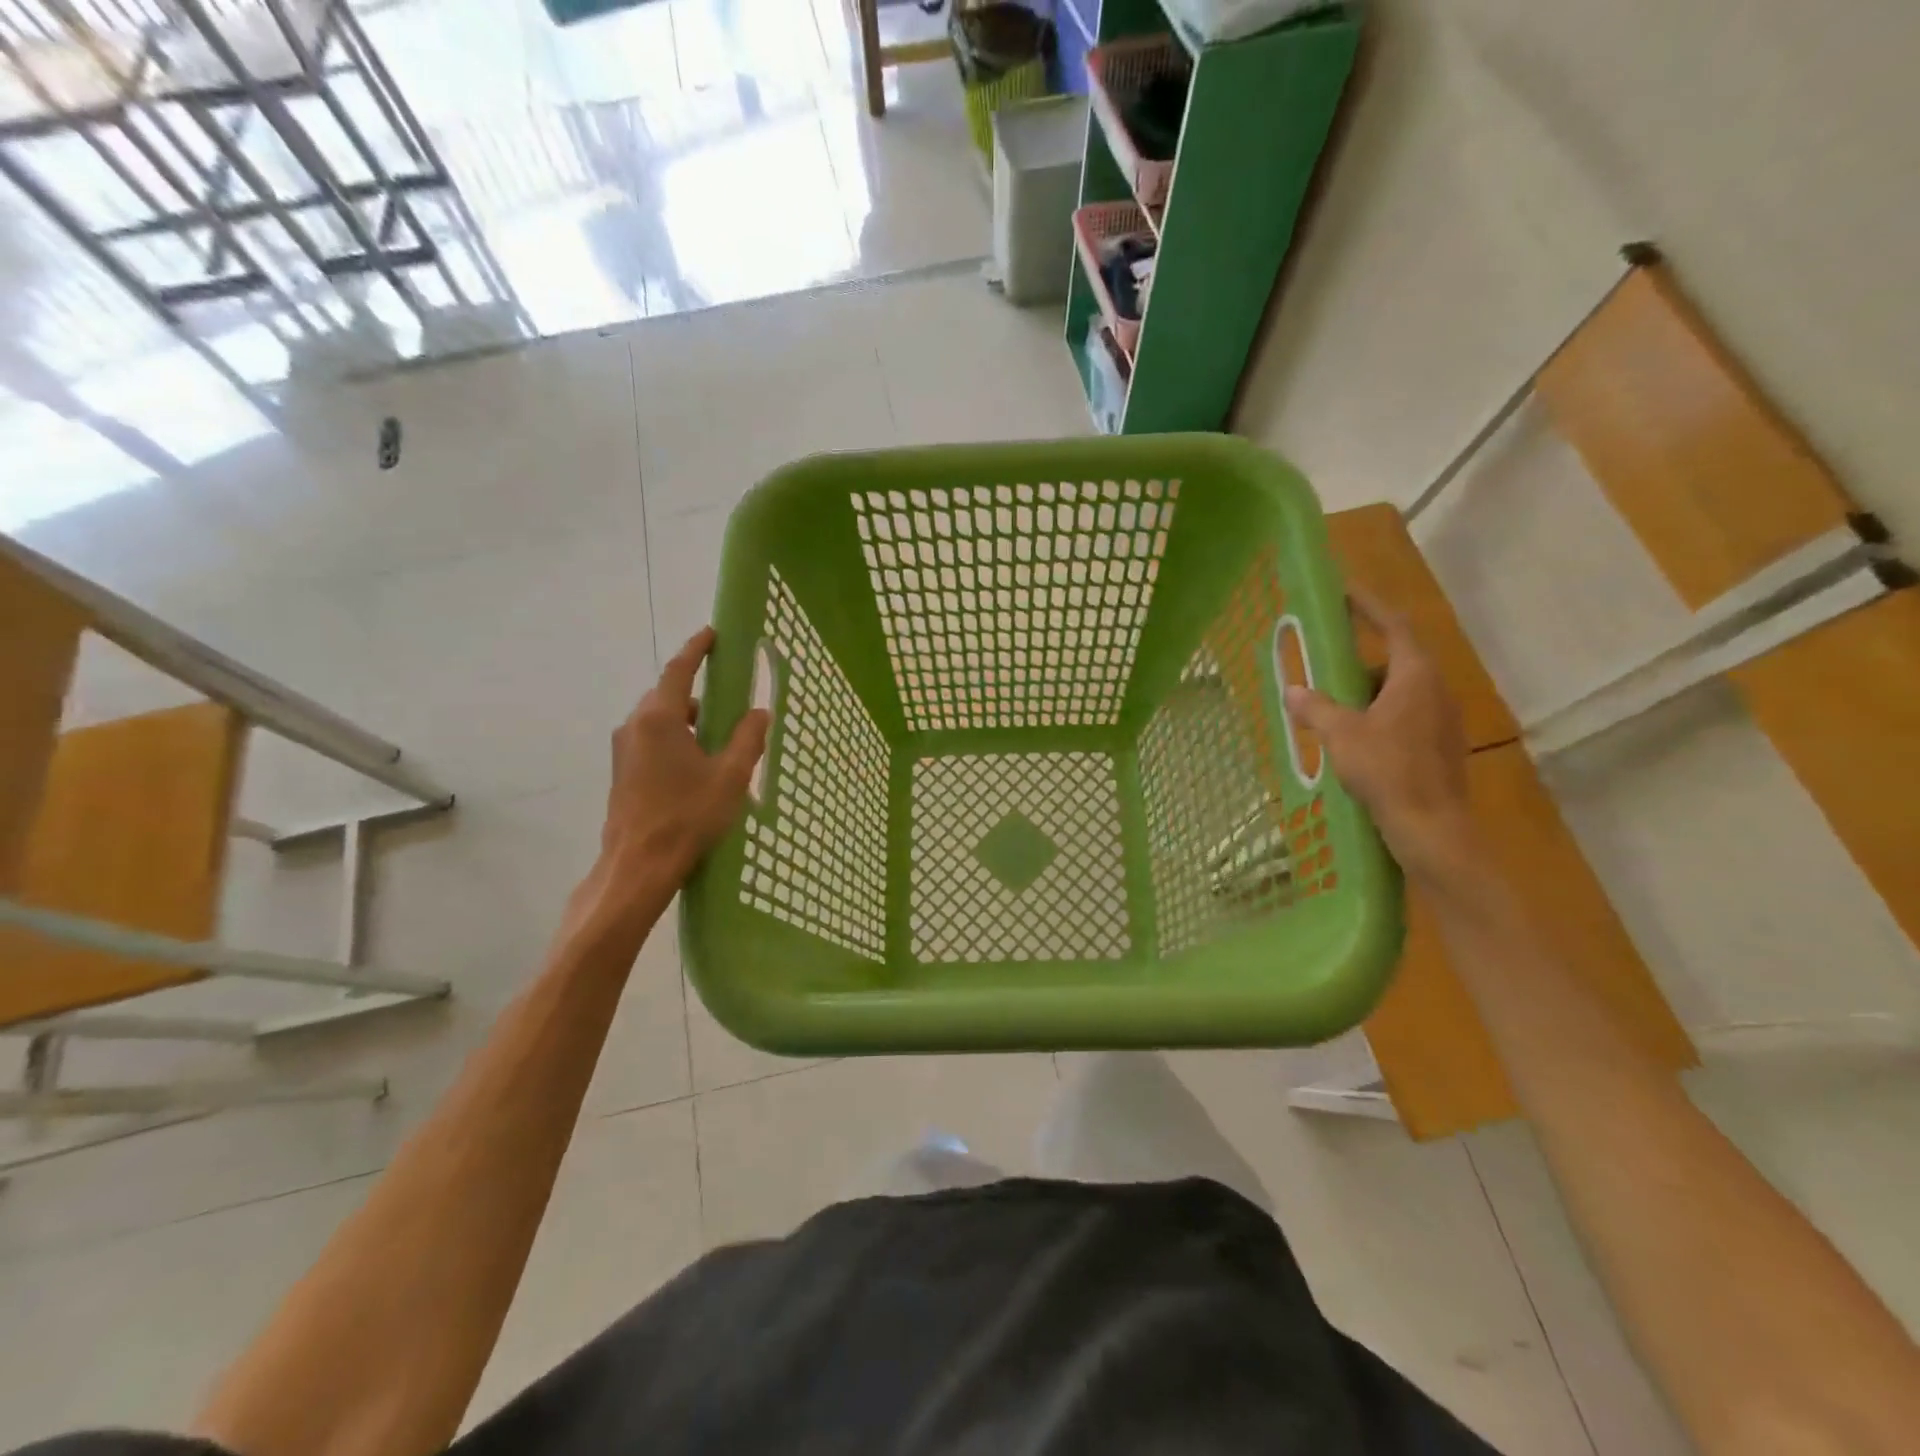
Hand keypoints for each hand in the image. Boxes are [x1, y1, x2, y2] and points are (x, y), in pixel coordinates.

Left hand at [575, 629, 769, 933]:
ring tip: (716, 743)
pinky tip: (695, 767)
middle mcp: (635, 726)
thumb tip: (759, 712)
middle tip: (727, 704)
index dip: (696, 649)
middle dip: (696, 693)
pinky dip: (674, 740)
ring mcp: (624, 750)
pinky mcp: (621, 772)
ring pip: (659, 721)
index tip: (712, 634)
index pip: (679, 670)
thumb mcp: (730, 776)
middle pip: (667, 696)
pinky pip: (651, 741)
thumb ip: (747, 738)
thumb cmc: (687, 816)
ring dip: (686, 721)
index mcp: (659, 718)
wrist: (638, 866)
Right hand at [1284, 587, 1480, 887]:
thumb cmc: (1387, 770)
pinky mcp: (1441, 745)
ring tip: (1333, 710)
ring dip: (1367, 693)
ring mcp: (1443, 719)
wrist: (1432, 826)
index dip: (1368, 606)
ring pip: (1400, 692)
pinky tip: (1355, 741)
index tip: (1344, 593)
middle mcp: (1436, 690)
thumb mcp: (1342, 735)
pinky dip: (1379, 716)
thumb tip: (1293, 690)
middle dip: (1359, 662)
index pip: (1393, 625)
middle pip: (1396, 660)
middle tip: (1326, 667)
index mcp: (1415, 676)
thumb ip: (1316, 708)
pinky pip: (1406, 716)